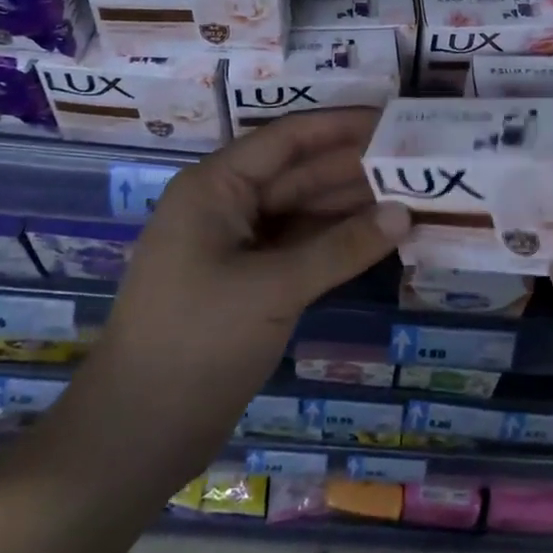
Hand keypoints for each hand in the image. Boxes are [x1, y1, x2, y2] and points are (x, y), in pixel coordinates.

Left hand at [89, 109, 409, 482]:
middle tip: (416, 160)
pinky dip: (337, 242)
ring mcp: (238, 246)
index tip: (394, 118)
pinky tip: (380, 236)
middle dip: (354, 167)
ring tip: (411, 193)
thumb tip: (405, 213)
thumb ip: (342, 248)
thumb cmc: (196, 343)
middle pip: (299, 173)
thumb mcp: (273, 289)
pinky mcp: (250, 282)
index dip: (341, 126)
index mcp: (215, 187)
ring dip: (351, 205)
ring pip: (303, 211)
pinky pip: (301, 247)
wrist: (136, 434)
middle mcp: (227, 206)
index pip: (288, 139)